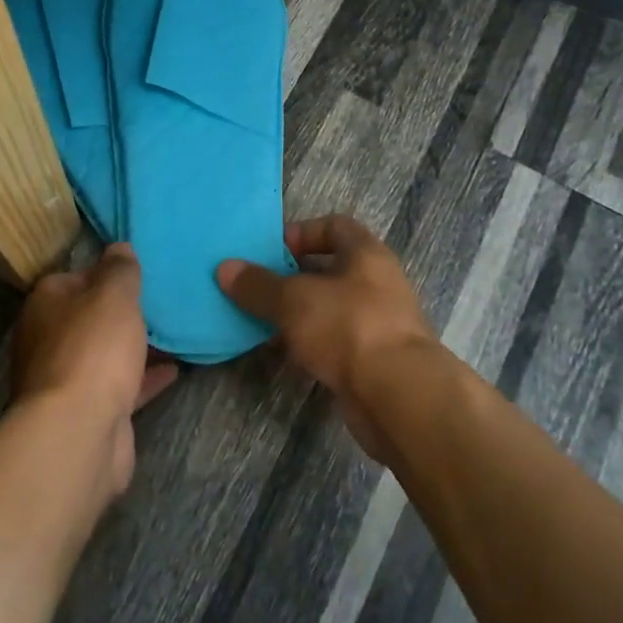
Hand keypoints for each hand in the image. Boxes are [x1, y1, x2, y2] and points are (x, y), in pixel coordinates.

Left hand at [11, 243, 177, 499]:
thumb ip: (119, 268)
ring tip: (173, 331)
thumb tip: (118, 246)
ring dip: (133, 345)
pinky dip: (144, 377)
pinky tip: (175, 369)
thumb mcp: (113, 294)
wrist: (78, 432)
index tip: (137, 271)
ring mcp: (66, 379)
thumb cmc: (93, 349)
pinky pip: (120, 385)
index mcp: (46, 303)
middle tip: (160, 300)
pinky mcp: (88, 412)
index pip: (74, 276)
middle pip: (89, 317)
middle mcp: (49, 339)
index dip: (105, 272)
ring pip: (104, 353)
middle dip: (120, 311)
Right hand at [217, 215, 441, 459]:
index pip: (335, 226)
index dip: (301, 233)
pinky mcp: (372, 361)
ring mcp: (377, 324)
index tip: (270, 251)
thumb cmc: (347, 327)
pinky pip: (334, 344)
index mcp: (366, 255)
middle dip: (292, 279)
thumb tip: (224, 268)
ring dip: (297, 316)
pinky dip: (309, 347)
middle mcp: (377, 284)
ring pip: (329, 310)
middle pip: (329, 270)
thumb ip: (258, 285)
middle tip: (257, 288)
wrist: (398, 397)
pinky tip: (282, 356)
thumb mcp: (293, 300)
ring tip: (260, 323)